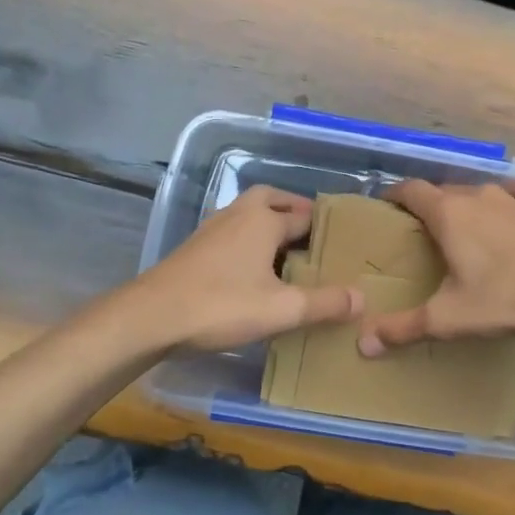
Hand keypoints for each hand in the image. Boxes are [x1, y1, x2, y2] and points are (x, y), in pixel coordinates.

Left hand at [124, 185, 362, 352]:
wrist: (152, 316)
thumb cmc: (221, 305)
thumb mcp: (281, 309)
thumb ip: (324, 303)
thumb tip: (362, 298)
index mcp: (264, 220)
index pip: (305, 215)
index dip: (324, 228)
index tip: (342, 242)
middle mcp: (240, 214)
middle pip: (272, 198)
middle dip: (292, 209)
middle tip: (310, 232)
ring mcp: (213, 227)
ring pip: (248, 212)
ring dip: (267, 221)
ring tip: (285, 249)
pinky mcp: (195, 246)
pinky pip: (232, 230)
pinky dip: (248, 237)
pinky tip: (251, 266)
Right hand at [357, 179, 514, 355]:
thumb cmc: (503, 298)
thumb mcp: (448, 318)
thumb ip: (404, 328)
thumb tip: (362, 344)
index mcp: (448, 214)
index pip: (412, 191)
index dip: (395, 195)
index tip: (385, 205)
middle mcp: (477, 197)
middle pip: (444, 191)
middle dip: (430, 205)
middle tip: (422, 230)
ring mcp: (513, 200)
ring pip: (481, 192)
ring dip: (468, 204)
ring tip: (464, 225)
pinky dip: (513, 198)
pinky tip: (514, 208)